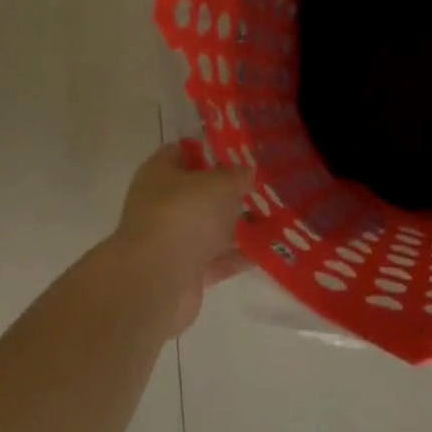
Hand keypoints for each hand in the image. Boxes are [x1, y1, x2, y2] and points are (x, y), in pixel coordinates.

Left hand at [110, 144, 256, 334]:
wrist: (155, 283)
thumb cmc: (183, 215)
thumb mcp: (219, 184)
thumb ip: (237, 175)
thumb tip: (248, 170)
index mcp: (160, 174)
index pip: (183, 152)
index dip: (211, 149)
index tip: (242, 152)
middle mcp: (162, 205)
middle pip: (200, 192)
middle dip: (231, 190)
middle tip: (264, 183)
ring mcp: (172, 240)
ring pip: (211, 226)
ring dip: (239, 223)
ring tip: (276, 214)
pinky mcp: (186, 272)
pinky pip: (219, 257)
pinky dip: (241, 254)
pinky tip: (270, 246)